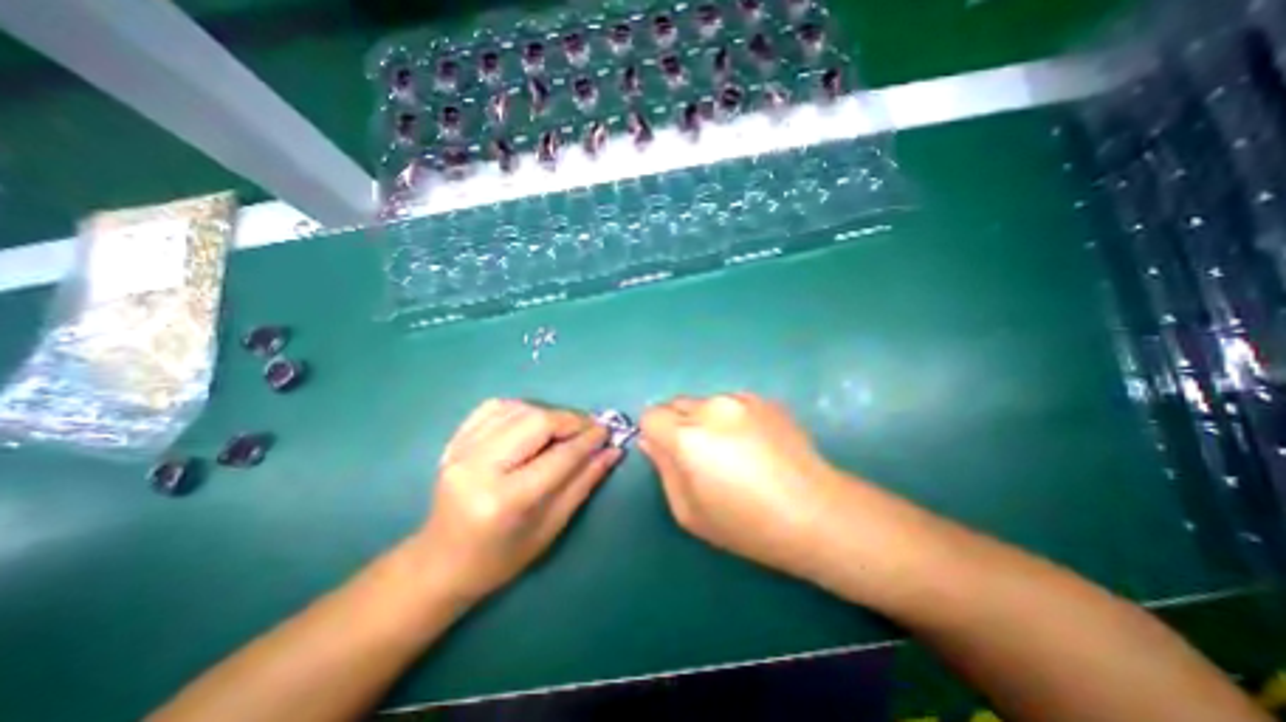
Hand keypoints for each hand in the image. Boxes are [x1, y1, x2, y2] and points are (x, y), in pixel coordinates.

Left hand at [416, 402, 616, 604]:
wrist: (440, 562)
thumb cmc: (501, 557)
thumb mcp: (550, 527)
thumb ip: (584, 483)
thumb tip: (612, 451)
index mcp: (505, 501)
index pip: (559, 456)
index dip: (588, 440)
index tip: (607, 432)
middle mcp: (479, 468)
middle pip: (536, 421)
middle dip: (570, 420)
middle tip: (588, 429)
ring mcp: (461, 451)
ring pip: (518, 409)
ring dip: (549, 413)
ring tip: (563, 429)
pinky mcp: (454, 442)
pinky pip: (494, 407)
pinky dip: (521, 409)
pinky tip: (532, 423)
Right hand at [640, 391, 844, 576]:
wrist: (815, 513)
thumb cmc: (746, 523)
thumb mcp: (689, 511)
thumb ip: (664, 469)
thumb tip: (651, 441)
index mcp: (688, 436)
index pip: (651, 415)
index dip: (654, 433)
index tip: (668, 453)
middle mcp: (712, 408)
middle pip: (676, 404)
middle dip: (678, 425)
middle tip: (699, 455)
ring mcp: (741, 399)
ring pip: (705, 402)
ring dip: (706, 420)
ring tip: (733, 450)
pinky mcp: (765, 400)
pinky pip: (732, 403)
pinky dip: (732, 418)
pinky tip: (755, 445)